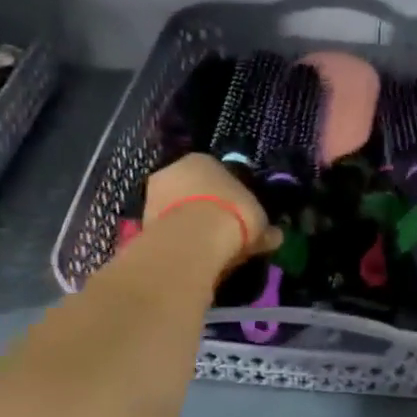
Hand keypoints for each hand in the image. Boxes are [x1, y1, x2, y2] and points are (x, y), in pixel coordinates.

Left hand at [143, 154, 280, 264]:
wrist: (194, 239)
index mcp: (203, 159)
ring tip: (204, 250)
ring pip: (175, 209)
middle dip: (203, 209)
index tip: (238, 217)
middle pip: (192, 190)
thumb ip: (264, 228)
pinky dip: (176, 241)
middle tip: (219, 234)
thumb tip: (275, 235)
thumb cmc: (233, 217)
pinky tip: (189, 256)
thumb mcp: (259, 223)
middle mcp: (173, 169)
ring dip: (187, 225)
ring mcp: (152, 194)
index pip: (218, 175)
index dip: (229, 197)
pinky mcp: (141, 220)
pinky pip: (165, 229)